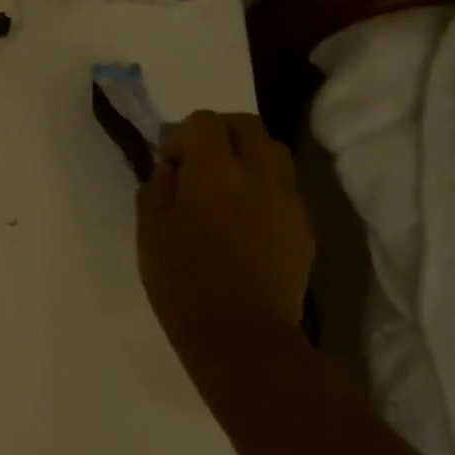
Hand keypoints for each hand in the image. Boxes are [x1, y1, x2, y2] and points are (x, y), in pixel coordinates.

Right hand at [136, 112, 314, 346]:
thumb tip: (172, 168)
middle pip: (247, 125)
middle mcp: (257, 174)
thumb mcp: (149, 229)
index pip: (205, 121)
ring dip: (248, 154)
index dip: (183, 136)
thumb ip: (158, 186)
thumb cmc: (181, 279)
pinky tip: (247, 218)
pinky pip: (286, 186)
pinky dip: (265, 185)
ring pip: (274, 150)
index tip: (171, 167)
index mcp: (214, 170)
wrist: (240, 333)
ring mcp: (287, 199)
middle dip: (220, 134)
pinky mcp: (304, 226)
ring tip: (228, 186)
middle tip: (200, 165)